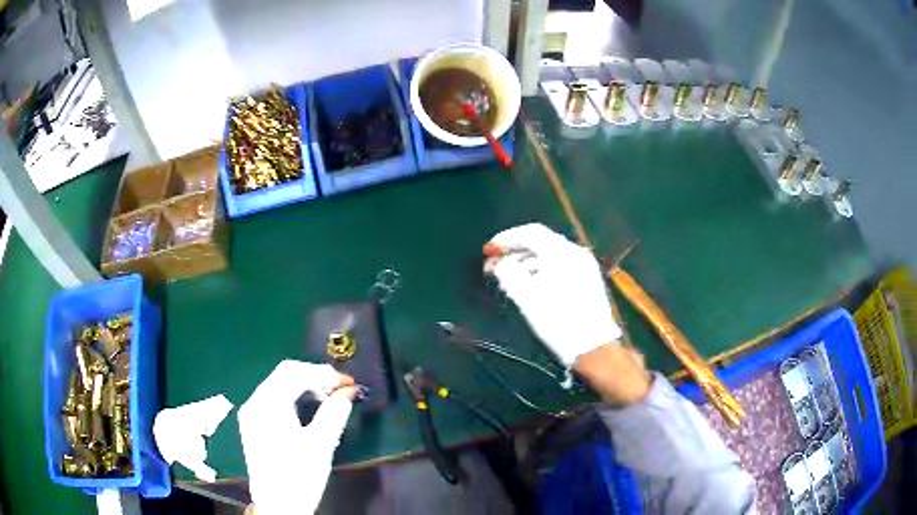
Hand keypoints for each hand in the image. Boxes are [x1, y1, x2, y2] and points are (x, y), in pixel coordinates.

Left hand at [238, 360, 356, 514]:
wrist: (278, 506)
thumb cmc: (300, 476)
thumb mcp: (321, 444)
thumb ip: (335, 412)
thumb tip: (348, 391)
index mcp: (268, 404)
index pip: (294, 372)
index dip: (323, 373)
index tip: (348, 382)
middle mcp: (254, 403)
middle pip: (284, 374)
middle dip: (314, 377)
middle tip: (340, 389)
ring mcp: (251, 413)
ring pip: (278, 385)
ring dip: (304, 386)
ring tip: (329, 397)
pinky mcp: (253, 424)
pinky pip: (273, 398)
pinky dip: (293, 397)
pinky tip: (309, 408)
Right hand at [483, 223, 621, 366]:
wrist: (593, 348)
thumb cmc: (558, 321)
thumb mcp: (527, 298)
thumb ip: (508, 274)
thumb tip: (499, 263)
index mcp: (562, 253)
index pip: (530, 232)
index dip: (505, 238)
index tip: (487, 251)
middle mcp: (576, 253)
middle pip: (540, 241)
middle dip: (514, 250)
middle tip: (494, 262)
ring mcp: (585, 266)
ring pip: (550, 254)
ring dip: (526, 260)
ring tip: (508, 275)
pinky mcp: (588, 280)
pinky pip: (560, 265)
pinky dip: (541, 268)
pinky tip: (529, 283)